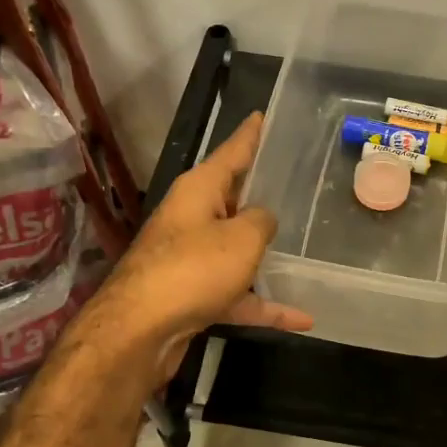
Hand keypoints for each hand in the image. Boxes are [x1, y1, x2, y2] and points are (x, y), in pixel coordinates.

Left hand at [78, 112, 311, 383]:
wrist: (140, 331)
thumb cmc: (194, 269)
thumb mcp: (242, 237)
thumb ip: (262, 221)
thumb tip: (262, 220)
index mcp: (199, 190)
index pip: (232, 151)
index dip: (251, 133)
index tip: (264, 115)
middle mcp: (192, 217)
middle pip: (235, 199)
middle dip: (264, 194)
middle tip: (301, 183)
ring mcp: (191, 257)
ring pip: (237, 249)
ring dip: (267, 255)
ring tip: (305, 250)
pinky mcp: (193, 294)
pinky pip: (237, 293)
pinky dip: (264, 303)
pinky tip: (301, 318)